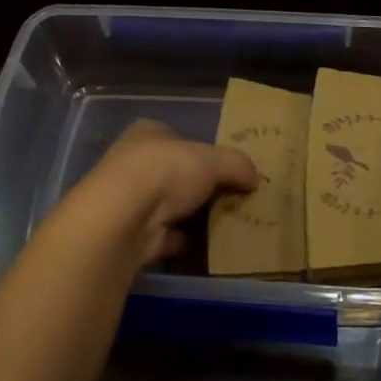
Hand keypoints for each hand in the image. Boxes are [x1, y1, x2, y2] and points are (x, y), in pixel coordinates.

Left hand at [84, 119, 258, 264]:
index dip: (201, 150)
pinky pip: (164, 236)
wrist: (125, 218)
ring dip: (190, 214)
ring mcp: (129, 201)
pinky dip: (182, 240)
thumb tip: (256, 177)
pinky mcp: (131, 234)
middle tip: (231, 197)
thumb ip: (236, 164)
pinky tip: (206, 246)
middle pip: (173, 172)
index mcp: (148, 133)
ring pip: (168, 205)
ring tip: (226, 222)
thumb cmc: (166, 171)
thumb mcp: (213, 159)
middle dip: (199, 185)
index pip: (177, 137)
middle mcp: (133, 163)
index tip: (226, 168)